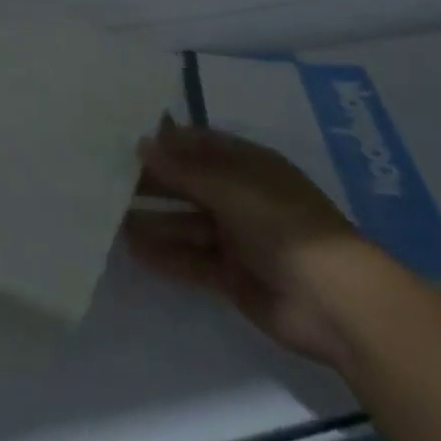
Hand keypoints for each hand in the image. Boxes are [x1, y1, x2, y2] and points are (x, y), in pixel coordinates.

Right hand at [126, 120, 392, 366]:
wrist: (334, 302)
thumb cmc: (284, 226)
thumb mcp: (231, 188)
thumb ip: (184, 170)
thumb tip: (141, 144)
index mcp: (248, 165)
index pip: (199, 144)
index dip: (165, 141)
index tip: (123, 138)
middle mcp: (240, 196)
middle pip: (189, 183)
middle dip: (153, 181)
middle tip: (105, 178)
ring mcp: (237, 237)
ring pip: (186, 223)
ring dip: (153, 220)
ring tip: (109, 217)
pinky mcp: (232, 275)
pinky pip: (191, 259)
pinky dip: (166, 255)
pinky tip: (133, 251)